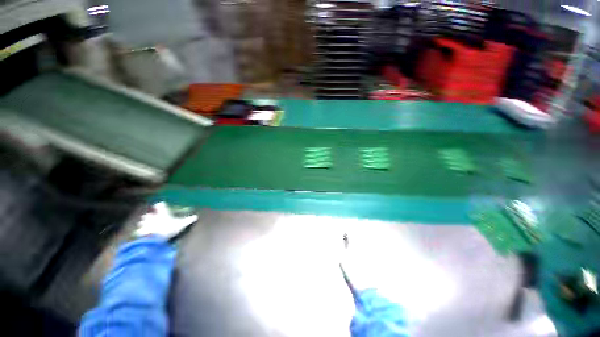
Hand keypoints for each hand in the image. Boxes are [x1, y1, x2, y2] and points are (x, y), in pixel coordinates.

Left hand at [134, 202, 197, 238]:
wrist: (153, 239)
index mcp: (162, 213)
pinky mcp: (140, 233)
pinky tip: (142, 235)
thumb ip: (188, 220)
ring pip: (142, 222)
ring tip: (145, 226)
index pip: (160, 206)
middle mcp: (152, 217)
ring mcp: (145, 225)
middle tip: (151, 217)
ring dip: (143, 223)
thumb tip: (196, 216)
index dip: (160, 205)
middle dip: (149, 216)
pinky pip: (139, 232)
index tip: (160, 204)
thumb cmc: (168, 229)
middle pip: (149, 214)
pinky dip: (140, 233)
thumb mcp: (181, 225)